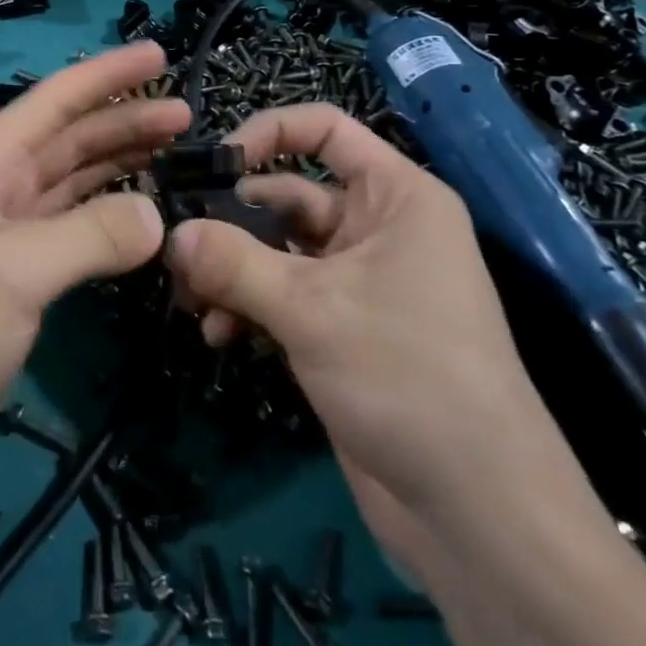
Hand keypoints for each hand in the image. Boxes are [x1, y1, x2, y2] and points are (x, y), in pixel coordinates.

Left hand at [0, 42, 183, 500]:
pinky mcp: (21, 273)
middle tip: (186, 115)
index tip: (159, 54)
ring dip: (121, 160)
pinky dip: (110, 211)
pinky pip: (75, 223)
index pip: (54, 101)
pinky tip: (144, 210)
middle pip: (69, 137)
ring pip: (75, 178)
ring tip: (175, 152)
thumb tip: (160, 215)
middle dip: (125, 120)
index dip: (107, 75)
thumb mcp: (15, 270)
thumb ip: (92, 233)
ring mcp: (7, 230)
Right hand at [164, 102, 552, 514]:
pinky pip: (282, 297)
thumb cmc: (408, 376)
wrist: (477, 514)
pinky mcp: (341, 331)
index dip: (268, 132)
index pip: (325, 130)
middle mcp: (377, 229)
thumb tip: (169, 233)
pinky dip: (248, 308)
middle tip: (178, 247)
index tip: (213, 163)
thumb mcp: (312, 309)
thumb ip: (233, 263)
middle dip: (232, 222)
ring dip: (232, 271)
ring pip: (278, 252)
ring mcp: (358, 283)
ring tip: (189, 300)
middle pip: (288, 197)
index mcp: (394, 197)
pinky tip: (218, 337)